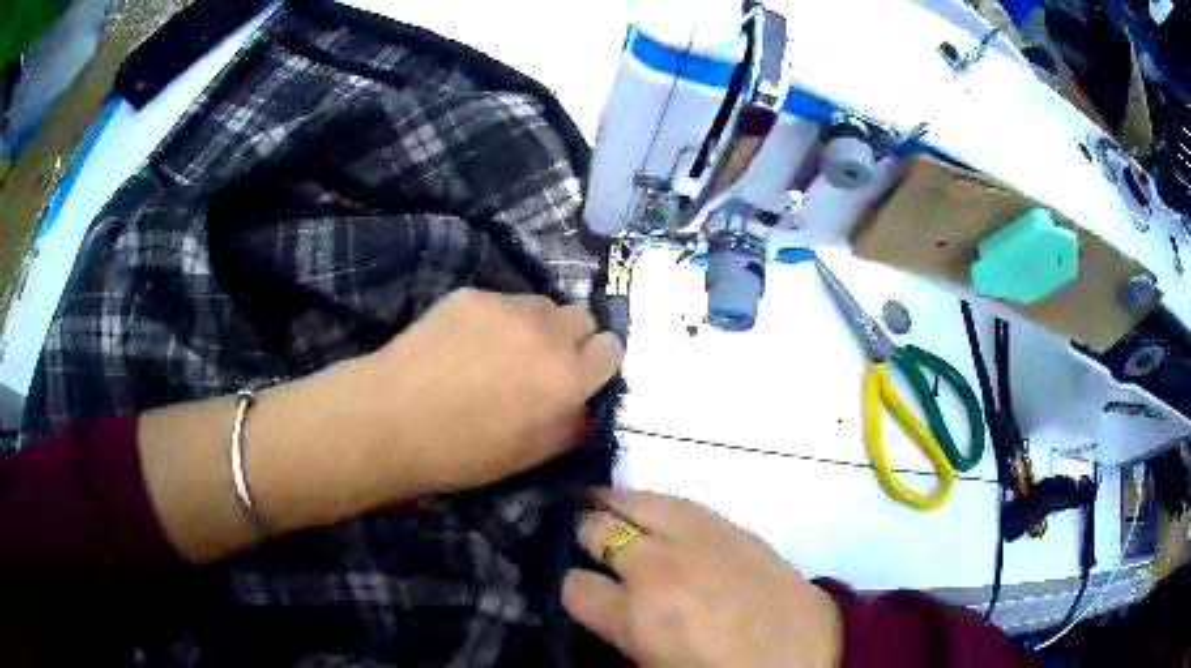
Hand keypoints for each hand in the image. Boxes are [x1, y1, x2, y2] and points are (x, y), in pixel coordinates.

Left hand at [366, 288, 623, 493]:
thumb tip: (584, 406)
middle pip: (582, 317)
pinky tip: (464, 343)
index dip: (596, 363)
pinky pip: (502, 301)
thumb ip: (571, 427)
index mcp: (568, 379)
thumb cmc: (462, 452)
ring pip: (542, 304)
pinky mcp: (471, 295)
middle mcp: (547, 334)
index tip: (577, 377)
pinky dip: (495, 319)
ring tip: (502, 349)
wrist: (391, 420)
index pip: (612, 349)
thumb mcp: (530, 456)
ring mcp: (506, 308)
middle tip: (540, 362)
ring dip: (536, 324)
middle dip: (571, 338)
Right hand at [563, 489, 842, 667]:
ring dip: (611, 503)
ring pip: (637, 501)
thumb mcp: (651, 663)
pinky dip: (656, 503)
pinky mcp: (733, 528)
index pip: (572, 585)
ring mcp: (699, 540)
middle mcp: (660, 568)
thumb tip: (597, 600)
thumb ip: (617, 628)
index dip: (564, 586)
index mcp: (635, 615)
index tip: (568, 585)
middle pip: (598, 530)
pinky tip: (651, 509)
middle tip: (572, 534)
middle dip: (579, 532)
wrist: (801, 659)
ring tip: (596, 503)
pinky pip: (681, 503)